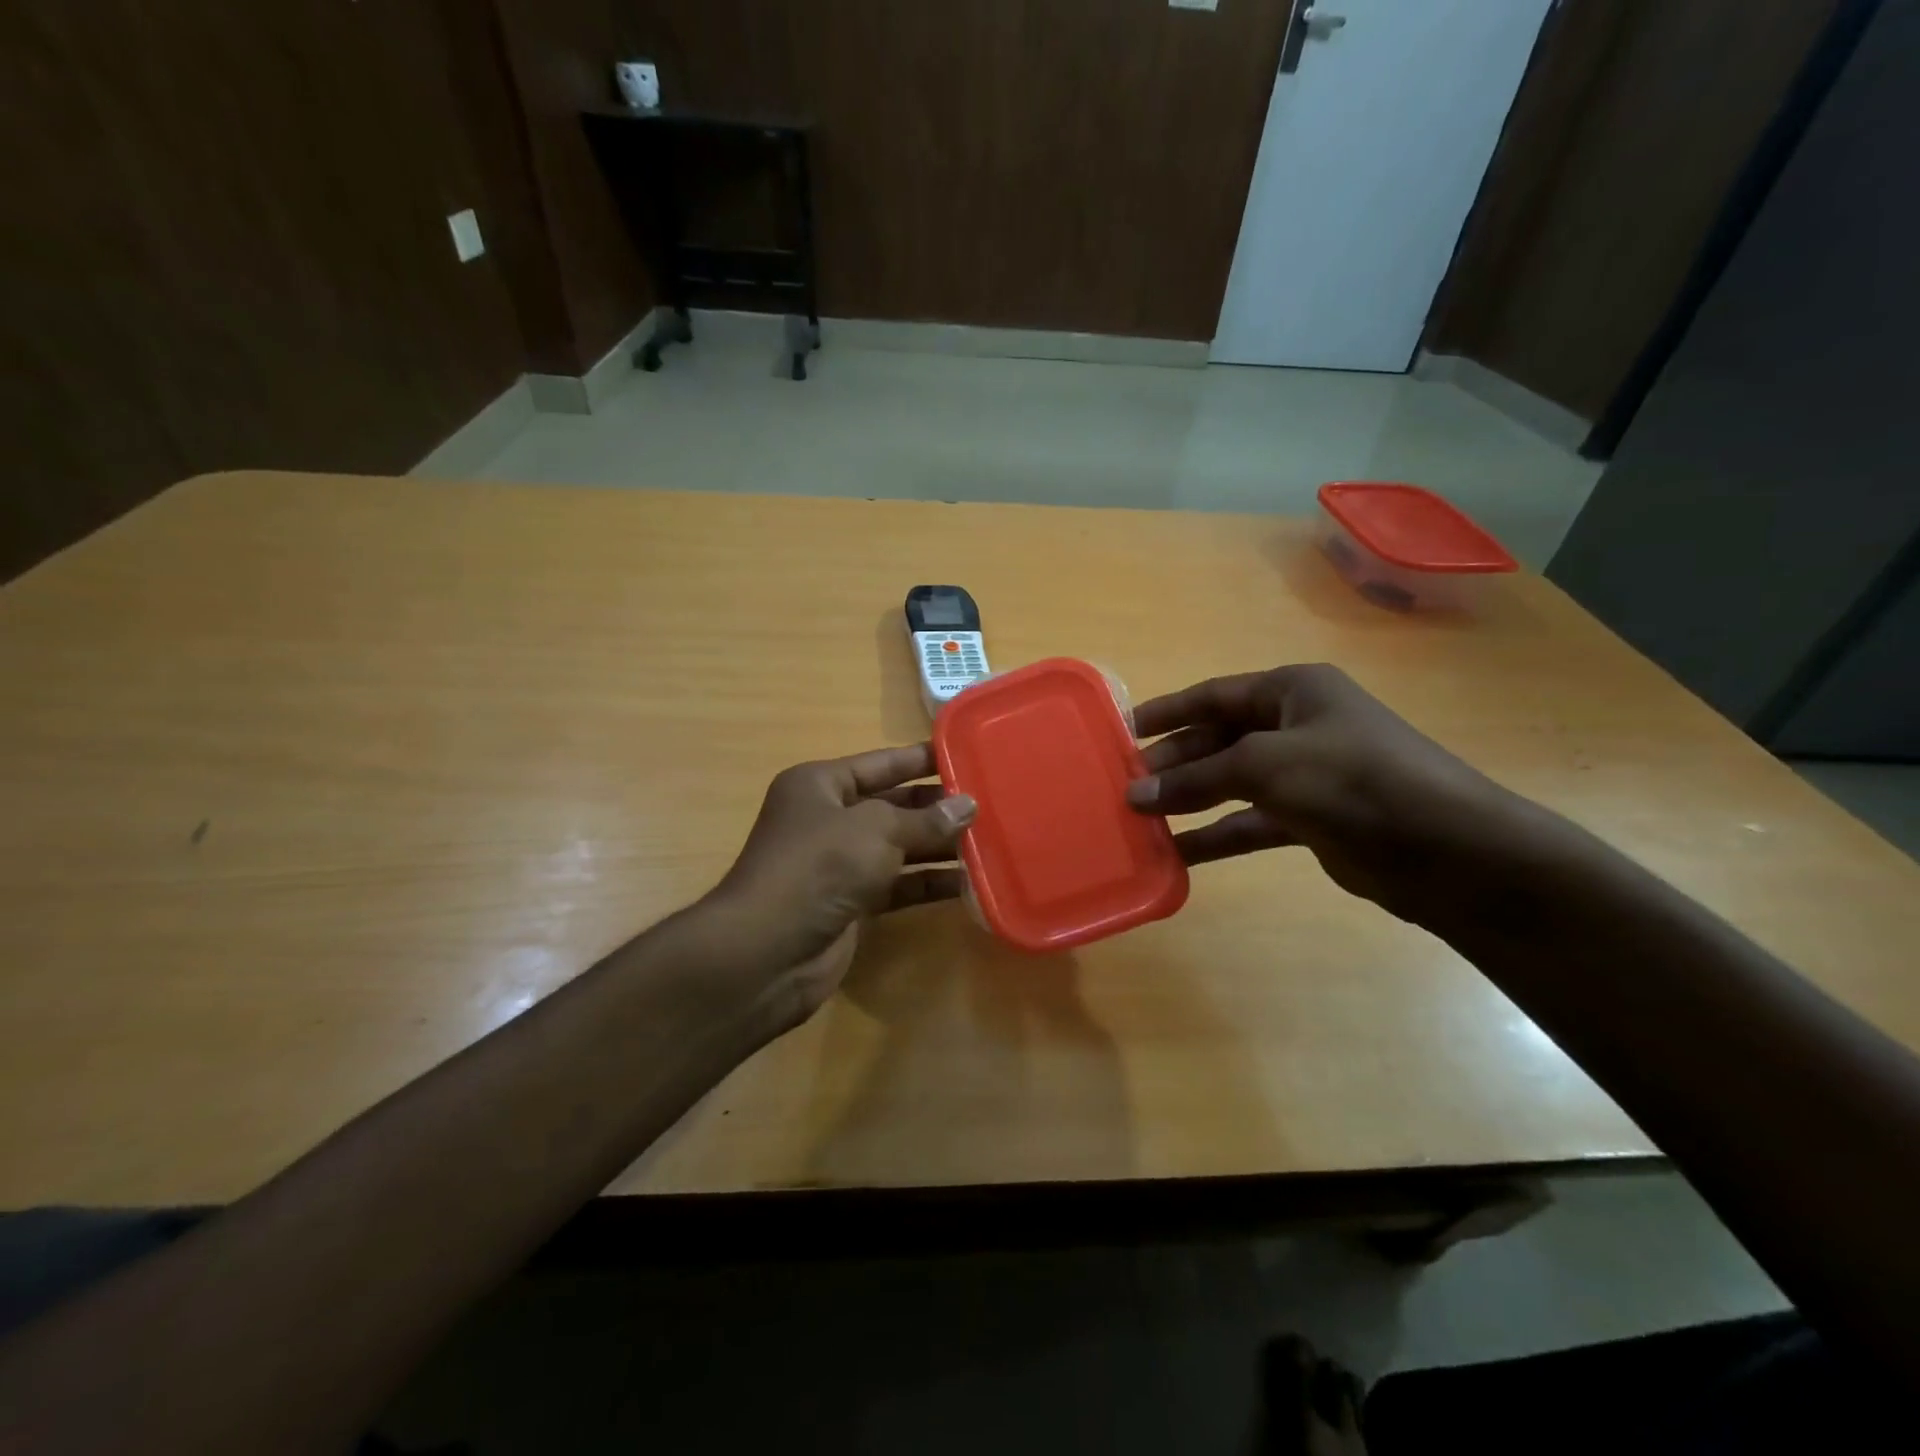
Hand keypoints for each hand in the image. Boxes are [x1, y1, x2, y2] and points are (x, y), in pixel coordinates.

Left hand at [705, 745, 975, 1028]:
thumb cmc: (818, 867)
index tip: (965, 755)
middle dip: (936, 806)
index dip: (921, 759)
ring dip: (938, 846)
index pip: (880, 763)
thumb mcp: (875, 830)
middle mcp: (828, 819)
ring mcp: (838, 864)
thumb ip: (924, 819)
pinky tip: (967, 882)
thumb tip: (968, 806)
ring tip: (989, 841)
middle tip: (989, 802)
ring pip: (898, 847)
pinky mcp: (851, 904)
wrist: (767, 952)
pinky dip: (927, 883)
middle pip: (892, 805)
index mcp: (820, 785)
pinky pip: (897, 885)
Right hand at [1126, 664, 1526, 921]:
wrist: (1447, 850)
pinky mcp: (1311, 819)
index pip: (1213, 695)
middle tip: (1126, 785)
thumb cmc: (1353, 780)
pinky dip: (1216, 835)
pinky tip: (1178, 853)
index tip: (1121, 731)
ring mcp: (1305, 774)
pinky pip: (1249, 821)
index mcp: (1292, 691)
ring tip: (1141, 819)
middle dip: (1174, 762)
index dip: (1166, 712)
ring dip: (1189, 800)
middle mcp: (1297, 725)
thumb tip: (1136, 794)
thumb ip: (1197, 779)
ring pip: (1231, 783)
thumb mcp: (1266, 766)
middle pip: (1219, 739)